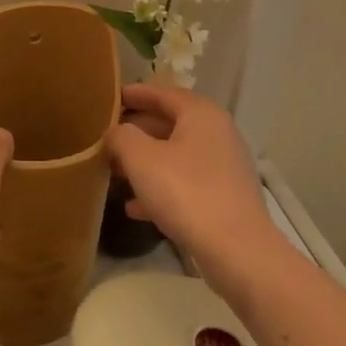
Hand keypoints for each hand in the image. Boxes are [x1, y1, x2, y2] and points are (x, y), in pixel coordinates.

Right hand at [107, 82, 276, 293]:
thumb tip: (115, 132)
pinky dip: (160, 188)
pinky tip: (135, 207)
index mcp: (201, 115)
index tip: (110, 97)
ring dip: (145, 162)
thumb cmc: (186, 192)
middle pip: (170, 124)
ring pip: (176, 155)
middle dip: (137, 131)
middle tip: (107, 136)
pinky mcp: (224, 198)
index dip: (134, 93)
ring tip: (114, 171)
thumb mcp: (141, 159)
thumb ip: (122, 137)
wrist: (238, 252)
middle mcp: (217, 134)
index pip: (163, 93)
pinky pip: (185, 183)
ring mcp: (224, 167)